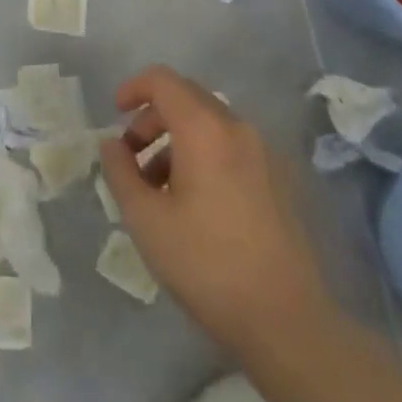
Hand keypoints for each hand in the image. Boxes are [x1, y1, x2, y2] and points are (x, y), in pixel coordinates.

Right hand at [99, 65, 333, 354]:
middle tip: (132, 157)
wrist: (288, 321)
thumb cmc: (207, 264)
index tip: (115, 115)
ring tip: (159, 189)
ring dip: (177, 140)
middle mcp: (238, 128)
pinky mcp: (280, 180)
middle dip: (153, 119)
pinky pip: (231, 148)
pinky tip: (195, 204)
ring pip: (210, 125)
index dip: (133, 88)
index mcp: (205, 129)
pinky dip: (204, 156)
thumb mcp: (145, 220)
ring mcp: (265, 153)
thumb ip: (120, 172)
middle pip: (187, 98)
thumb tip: (112, 144)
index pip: (163, 80)